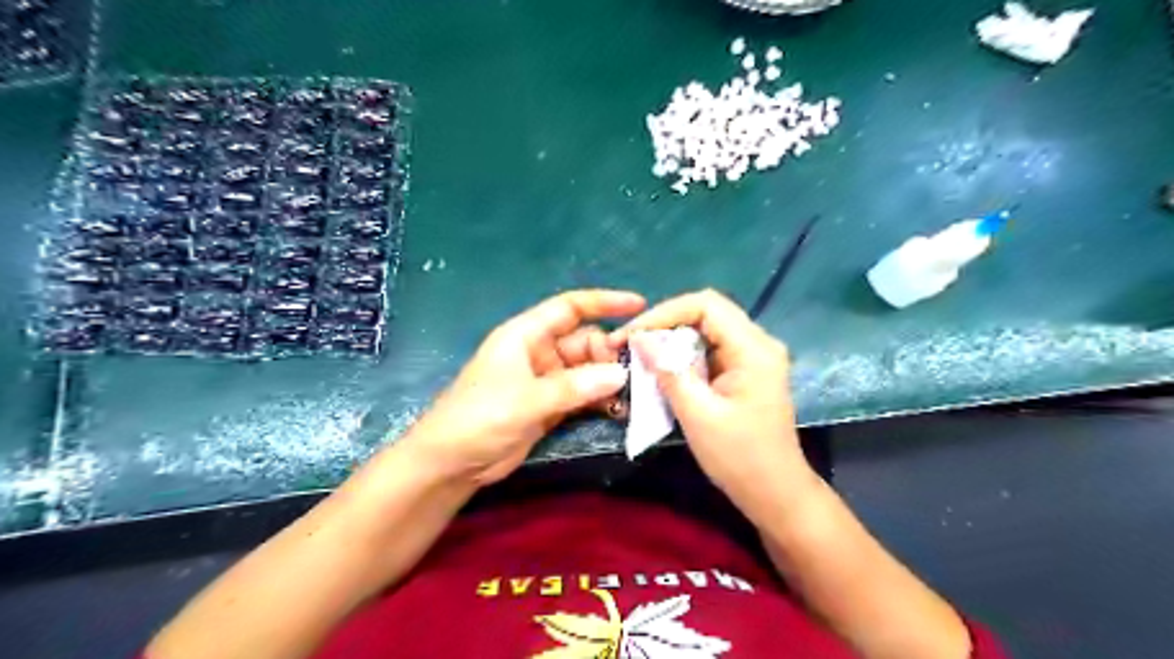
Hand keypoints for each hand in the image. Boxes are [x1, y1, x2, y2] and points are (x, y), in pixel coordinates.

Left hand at [402, 292, 640, 487]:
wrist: (451, 463)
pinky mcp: (550, 405)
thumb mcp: (527, 399)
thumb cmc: (480, 417)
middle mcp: (538, 352)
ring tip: (632, 395)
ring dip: (608, 380)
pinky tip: (618, 410)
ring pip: (587, 370)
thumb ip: (575, 386)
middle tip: (634, 375)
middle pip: (584, 341)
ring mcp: (545, 380)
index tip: (639, 305)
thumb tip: (621, 374)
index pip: (570, 308)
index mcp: (526, 335)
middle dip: (610, 353)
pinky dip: (599, 399)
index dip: (604, 302)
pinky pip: (583, 394)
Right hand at [619, 292, 817, 507]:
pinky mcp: (746, 371)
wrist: (775, 493)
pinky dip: (685, 355)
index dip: (664, 312)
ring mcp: (754, 356)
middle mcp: (758, 343)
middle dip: (665, 323)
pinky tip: (664, 369)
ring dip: (673, 339)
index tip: (632, 334)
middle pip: (707, 312)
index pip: (705, 305)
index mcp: (753, 348)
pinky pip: (710, 349)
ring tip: (642, 354)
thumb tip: (639, 338)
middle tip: (632, 342)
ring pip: (706, 329)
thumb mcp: (697, 414)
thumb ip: (668, 371)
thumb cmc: (739, 457)